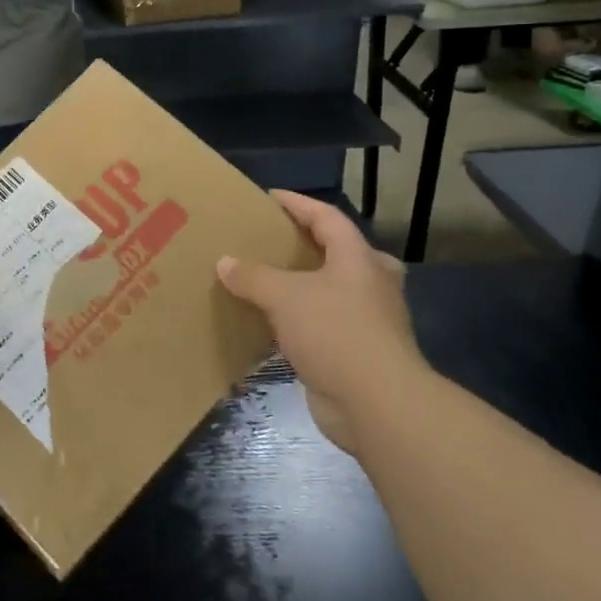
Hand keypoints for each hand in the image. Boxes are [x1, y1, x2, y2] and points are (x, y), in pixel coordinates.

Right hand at [217, 191, 422, 451]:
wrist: (376, 404)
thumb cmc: (335, 333)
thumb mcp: (284, 296)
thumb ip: (253, 276)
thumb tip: (225, 262)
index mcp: (358, 259)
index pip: (326, 217)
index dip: (297, 204)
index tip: (268, 197)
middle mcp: (370, 283)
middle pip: (340, 252)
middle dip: (310, 245)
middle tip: (276, 243)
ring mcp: (368, 320)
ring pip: (333, 291)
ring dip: (304, 286)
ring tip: (268, 281)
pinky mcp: (358, 352)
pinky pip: (324, 325)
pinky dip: (300, 321)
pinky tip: (272, 325)